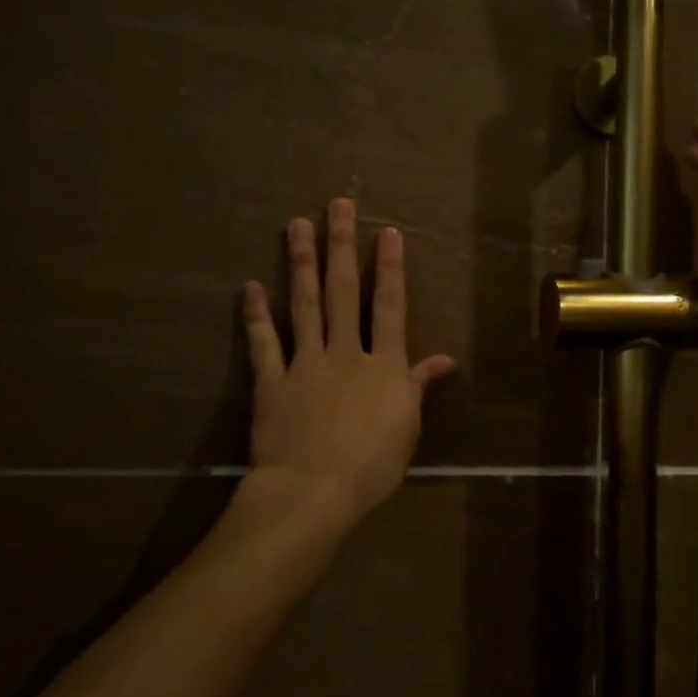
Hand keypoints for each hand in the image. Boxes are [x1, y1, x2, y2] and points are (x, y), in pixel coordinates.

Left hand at [241, 198, 456, 527]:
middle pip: (343, 291)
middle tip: (338, 205)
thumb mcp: (408, 426)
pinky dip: (256, 315)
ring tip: (297, 225)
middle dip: (342, 245)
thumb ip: (419, 385)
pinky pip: (263, 343)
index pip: (390, 305)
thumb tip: (446, 358)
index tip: (387, 232)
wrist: (313, 491)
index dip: (390, 267)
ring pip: (304, 304)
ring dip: (302, 262)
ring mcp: (305, 363)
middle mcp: (345, 351)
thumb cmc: (372, 464)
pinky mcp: (272, 381)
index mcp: (383, 364)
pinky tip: (251, 286)